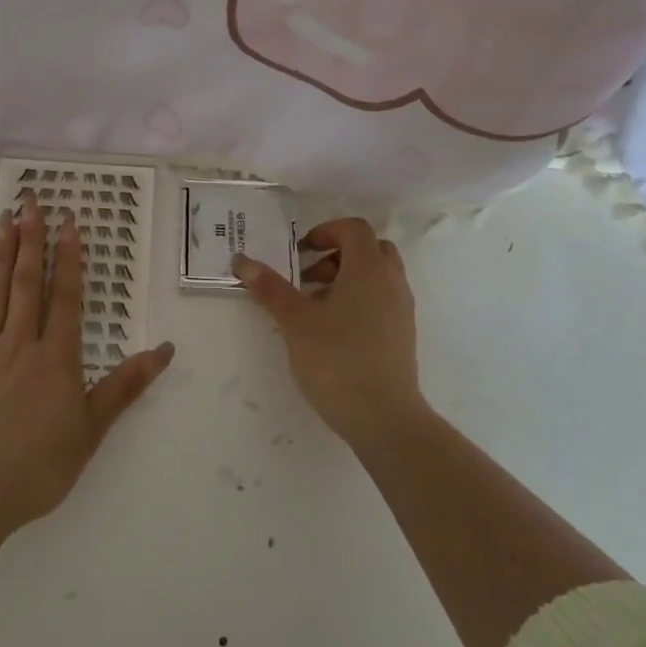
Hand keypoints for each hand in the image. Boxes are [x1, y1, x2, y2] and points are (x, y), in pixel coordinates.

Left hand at [0, 196, 173, 543]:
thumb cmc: (36, 467)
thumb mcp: (90, 430)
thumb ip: (125, 386)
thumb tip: (166, 350)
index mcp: (56, 358)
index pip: (65, 296)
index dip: (69, 258)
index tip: (68, 223)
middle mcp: (20, 344)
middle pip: (27, 283)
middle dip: (31, 240)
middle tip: (31, 203)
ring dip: (0, 254)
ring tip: (4, 220)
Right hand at [235, 218, 426, 449]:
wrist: (383, 417)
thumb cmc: (337, 359)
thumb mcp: (295, 321)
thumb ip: (270, 288)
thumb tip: (242, 260)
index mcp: (369, 269)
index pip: (354, 229)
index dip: (325, 232)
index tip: (300, 253)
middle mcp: (392, 282)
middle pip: (370, 249)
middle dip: (337, 255)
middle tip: (309, 278)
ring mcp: (402, 309)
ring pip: (377, 276)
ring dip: (347, 279)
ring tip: (316, 307)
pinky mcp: (403, 335)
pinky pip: (382, 300)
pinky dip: (360, 300)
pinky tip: (334, 332)